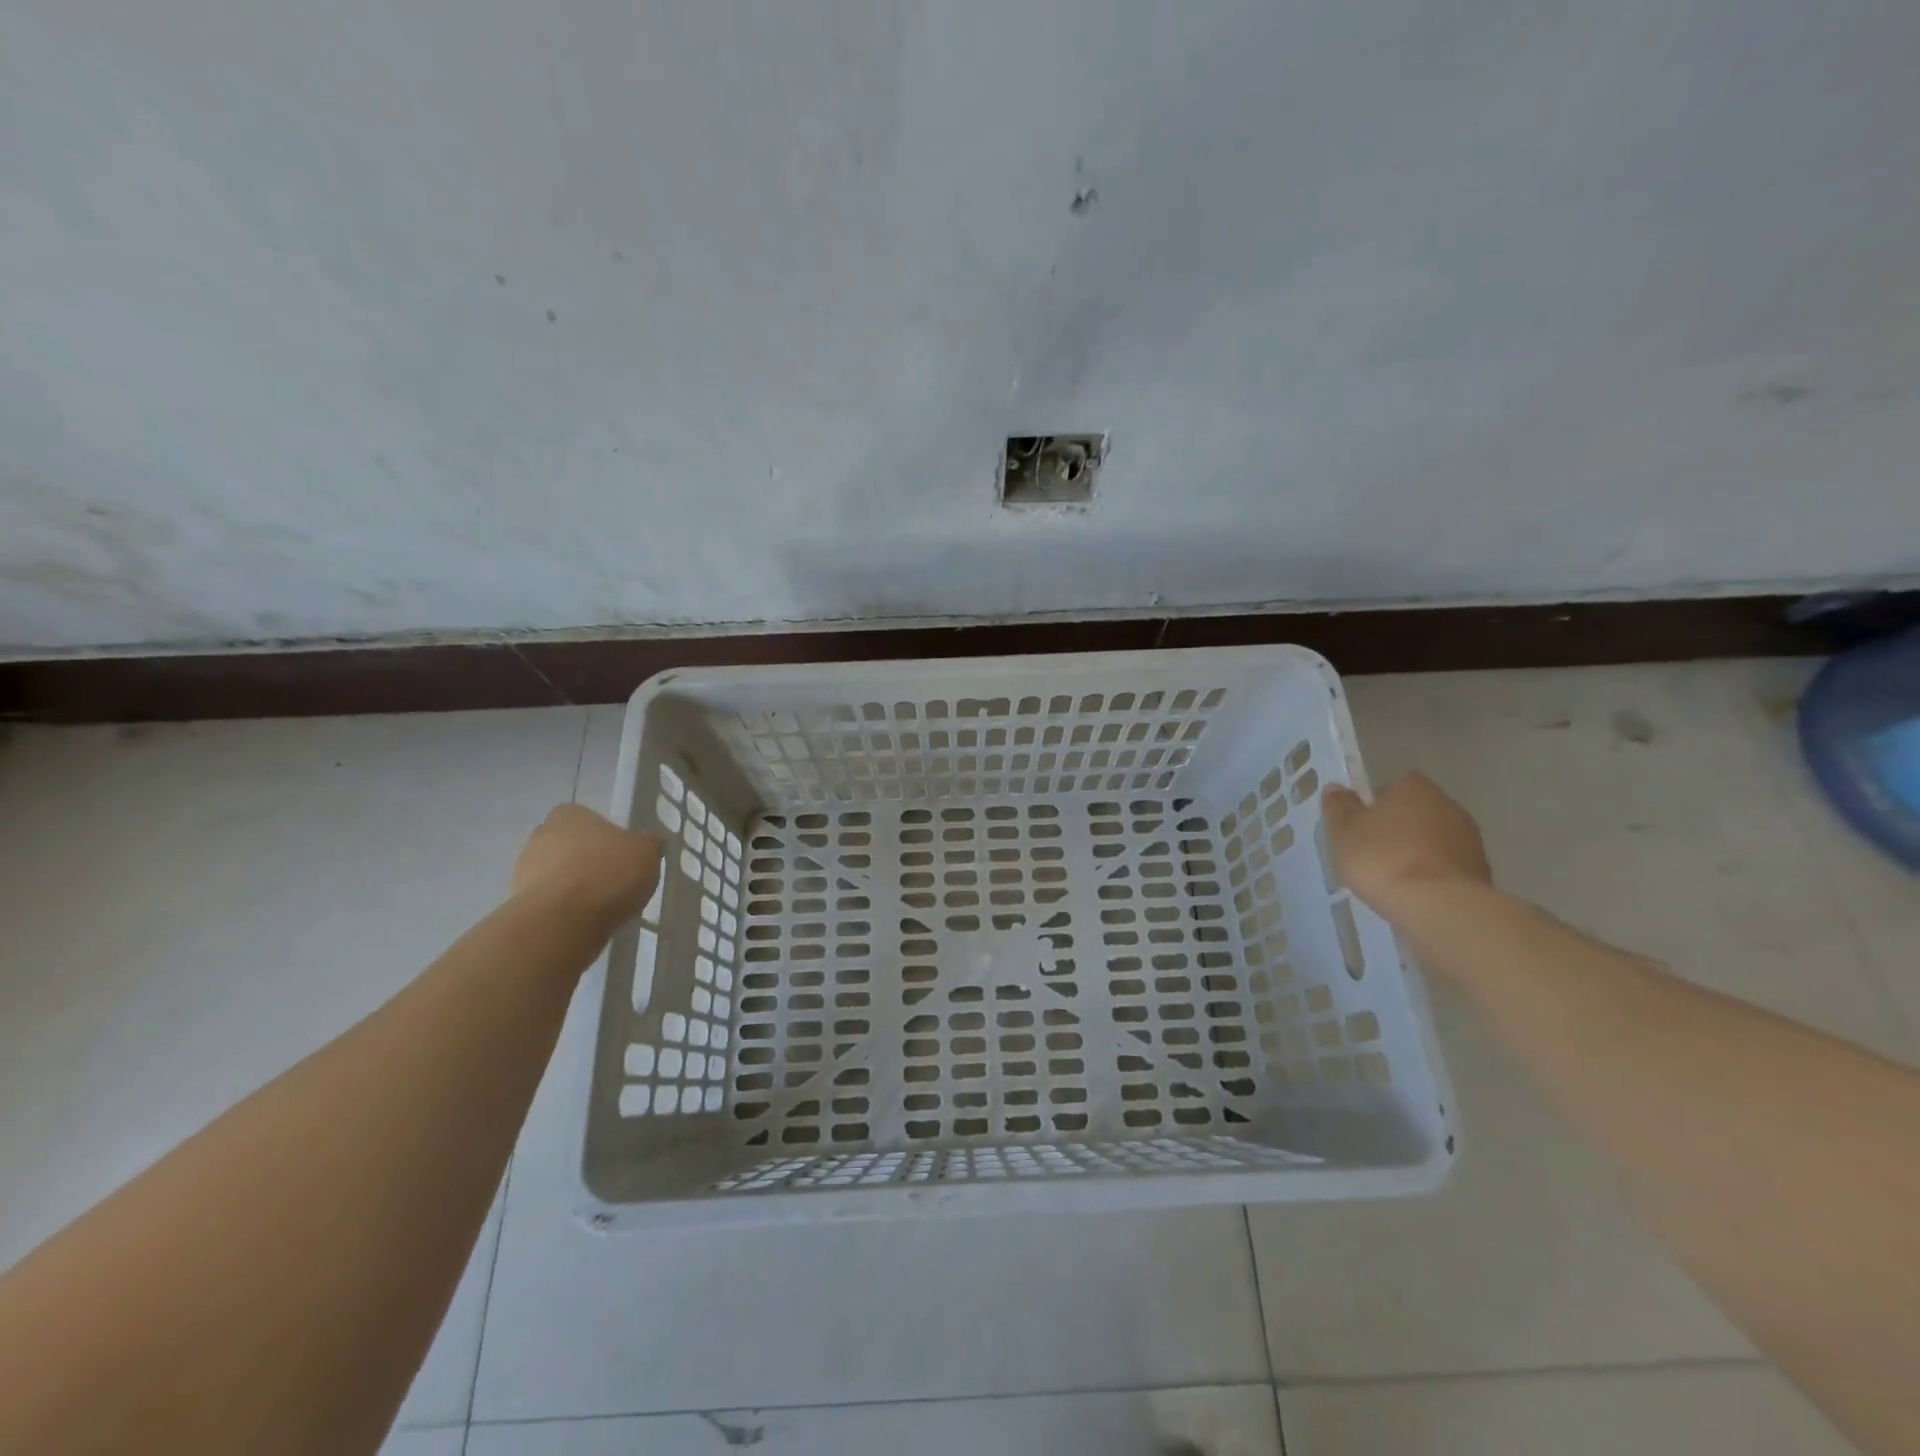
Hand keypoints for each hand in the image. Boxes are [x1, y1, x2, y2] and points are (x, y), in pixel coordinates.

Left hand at [511, 804, 662, 928]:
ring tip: (604, 907)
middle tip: (616, 881)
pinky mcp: (520, 904)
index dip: (608, 838)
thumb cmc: (608, 872)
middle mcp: (540, 835)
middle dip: (589, 861)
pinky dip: (567, 909)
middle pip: (571, 846)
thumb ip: (647, 844)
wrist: (564, 921)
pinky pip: (551, 902)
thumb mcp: (648, 851)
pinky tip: (587, 921)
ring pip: (559, 874)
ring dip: (576, 886)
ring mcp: (523, 870)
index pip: (589, 819)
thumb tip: (647, 844)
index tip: (624, 856)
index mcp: (569, 814)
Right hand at [1321, 773, 1490, 918]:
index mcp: (1415, 789)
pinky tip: (1416, 892)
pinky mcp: (1480, 871)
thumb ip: (1340, 807)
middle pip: (1417, 811)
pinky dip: (1433, 873)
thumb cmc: (1382, 858)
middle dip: (1399, 826)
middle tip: (1373, 850)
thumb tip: (1337, 788)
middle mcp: (1448, 805)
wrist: (1438, 906)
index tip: (1362, 824)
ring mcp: (1470, 839)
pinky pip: (1447, 865)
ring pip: (1434, 838)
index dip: (1377, 802)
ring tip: (1394, 876)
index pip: (1396, 785)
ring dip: (1418, 851)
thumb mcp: (1344, 832)